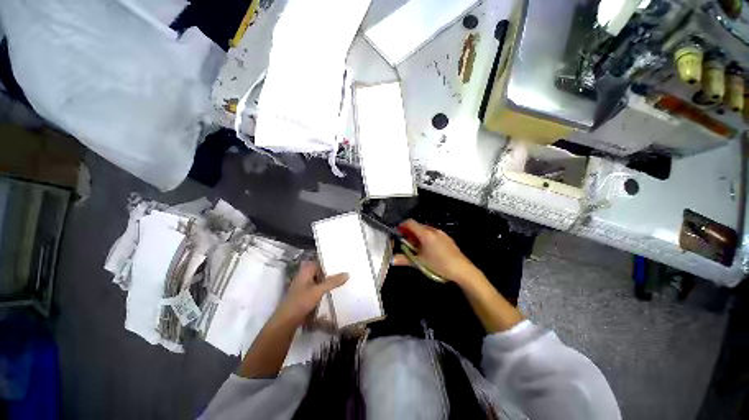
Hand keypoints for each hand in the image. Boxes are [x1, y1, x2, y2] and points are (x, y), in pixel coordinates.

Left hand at [275, 261, 348, 324]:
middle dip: (331, 272)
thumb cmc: (301, 302)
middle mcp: (305, 276)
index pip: (320, 262)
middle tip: (346, 270)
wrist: (286, 322)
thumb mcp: (318, 290)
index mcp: (306, 271)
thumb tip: (347, 273)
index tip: (342, 261)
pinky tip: (334, 292)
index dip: (330, 261)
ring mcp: (305, 287)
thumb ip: (332, 282)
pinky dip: (325, 289)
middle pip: (320, 271)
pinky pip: (318, 289)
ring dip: (329, 281)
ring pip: (320, 281)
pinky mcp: (306, 296)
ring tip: (343, 280)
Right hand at [392, 219, 478, 284]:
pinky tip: (428, 249)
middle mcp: (433, 230)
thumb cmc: (439, 265)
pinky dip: (426, 238)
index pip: (410, 223)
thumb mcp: (420, 262)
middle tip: (406, 243)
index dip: (402, 226)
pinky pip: (432, 233)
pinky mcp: (447, 238)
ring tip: (416, 248)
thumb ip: (404, 259)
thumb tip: (392, 260)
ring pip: (425, 230)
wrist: (462, 270)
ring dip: (417, 236)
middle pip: (417, 226)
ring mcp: (441, 233)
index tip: (398, 233)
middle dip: (409, 233)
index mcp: (425, 234)